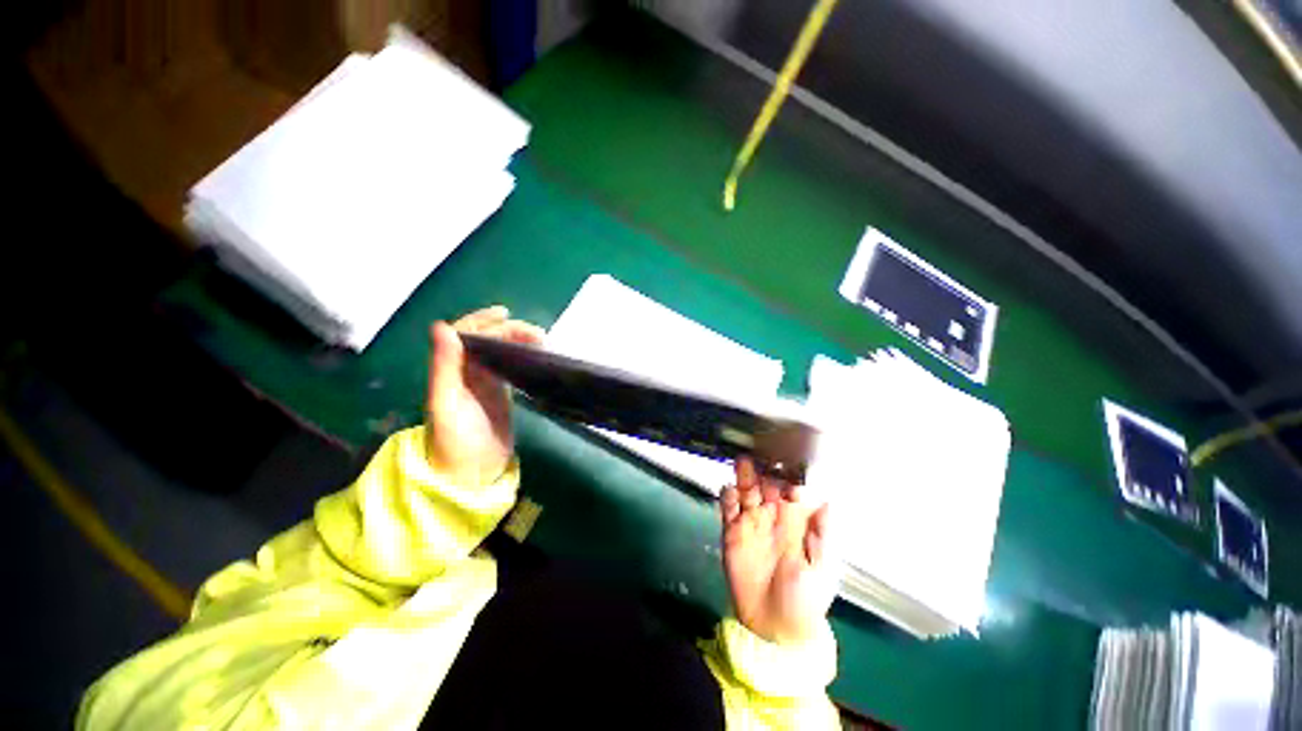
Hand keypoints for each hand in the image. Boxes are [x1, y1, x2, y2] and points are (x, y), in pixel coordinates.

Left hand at [426, 306, 544, 486]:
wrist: (469, 474)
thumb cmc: (454, 441)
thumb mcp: (446, 403)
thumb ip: (444, 366)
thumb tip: (443, 325)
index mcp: (451, 369)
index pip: (465, 333)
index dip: (483, 320)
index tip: (506, 314)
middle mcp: (467, 371)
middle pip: (487, 340)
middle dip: (510, 330)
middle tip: (537, 335)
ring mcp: (485, 383)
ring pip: (501, 351)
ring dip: (519, 341)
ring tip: (541, 342)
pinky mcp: (501, 395)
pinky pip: (511, 367)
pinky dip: (523, 357)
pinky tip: (536, 356)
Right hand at [720, 458, 835, 644]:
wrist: (774, 628)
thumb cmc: (805, 598)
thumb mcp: (822, 568)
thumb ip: (824, 535)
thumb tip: (828, 500)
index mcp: (796, 521)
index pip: (792, 489)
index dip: (790, 476)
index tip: (788, 464)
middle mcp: (772, 516)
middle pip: (766, 484)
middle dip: (764, 469)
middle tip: (761, 455)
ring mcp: (751, 522)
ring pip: (746, 491)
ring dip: (744, 476)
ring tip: (743, 463)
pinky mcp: (732, 532)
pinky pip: (728, 509)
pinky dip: (727, 497)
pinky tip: (730, 492)